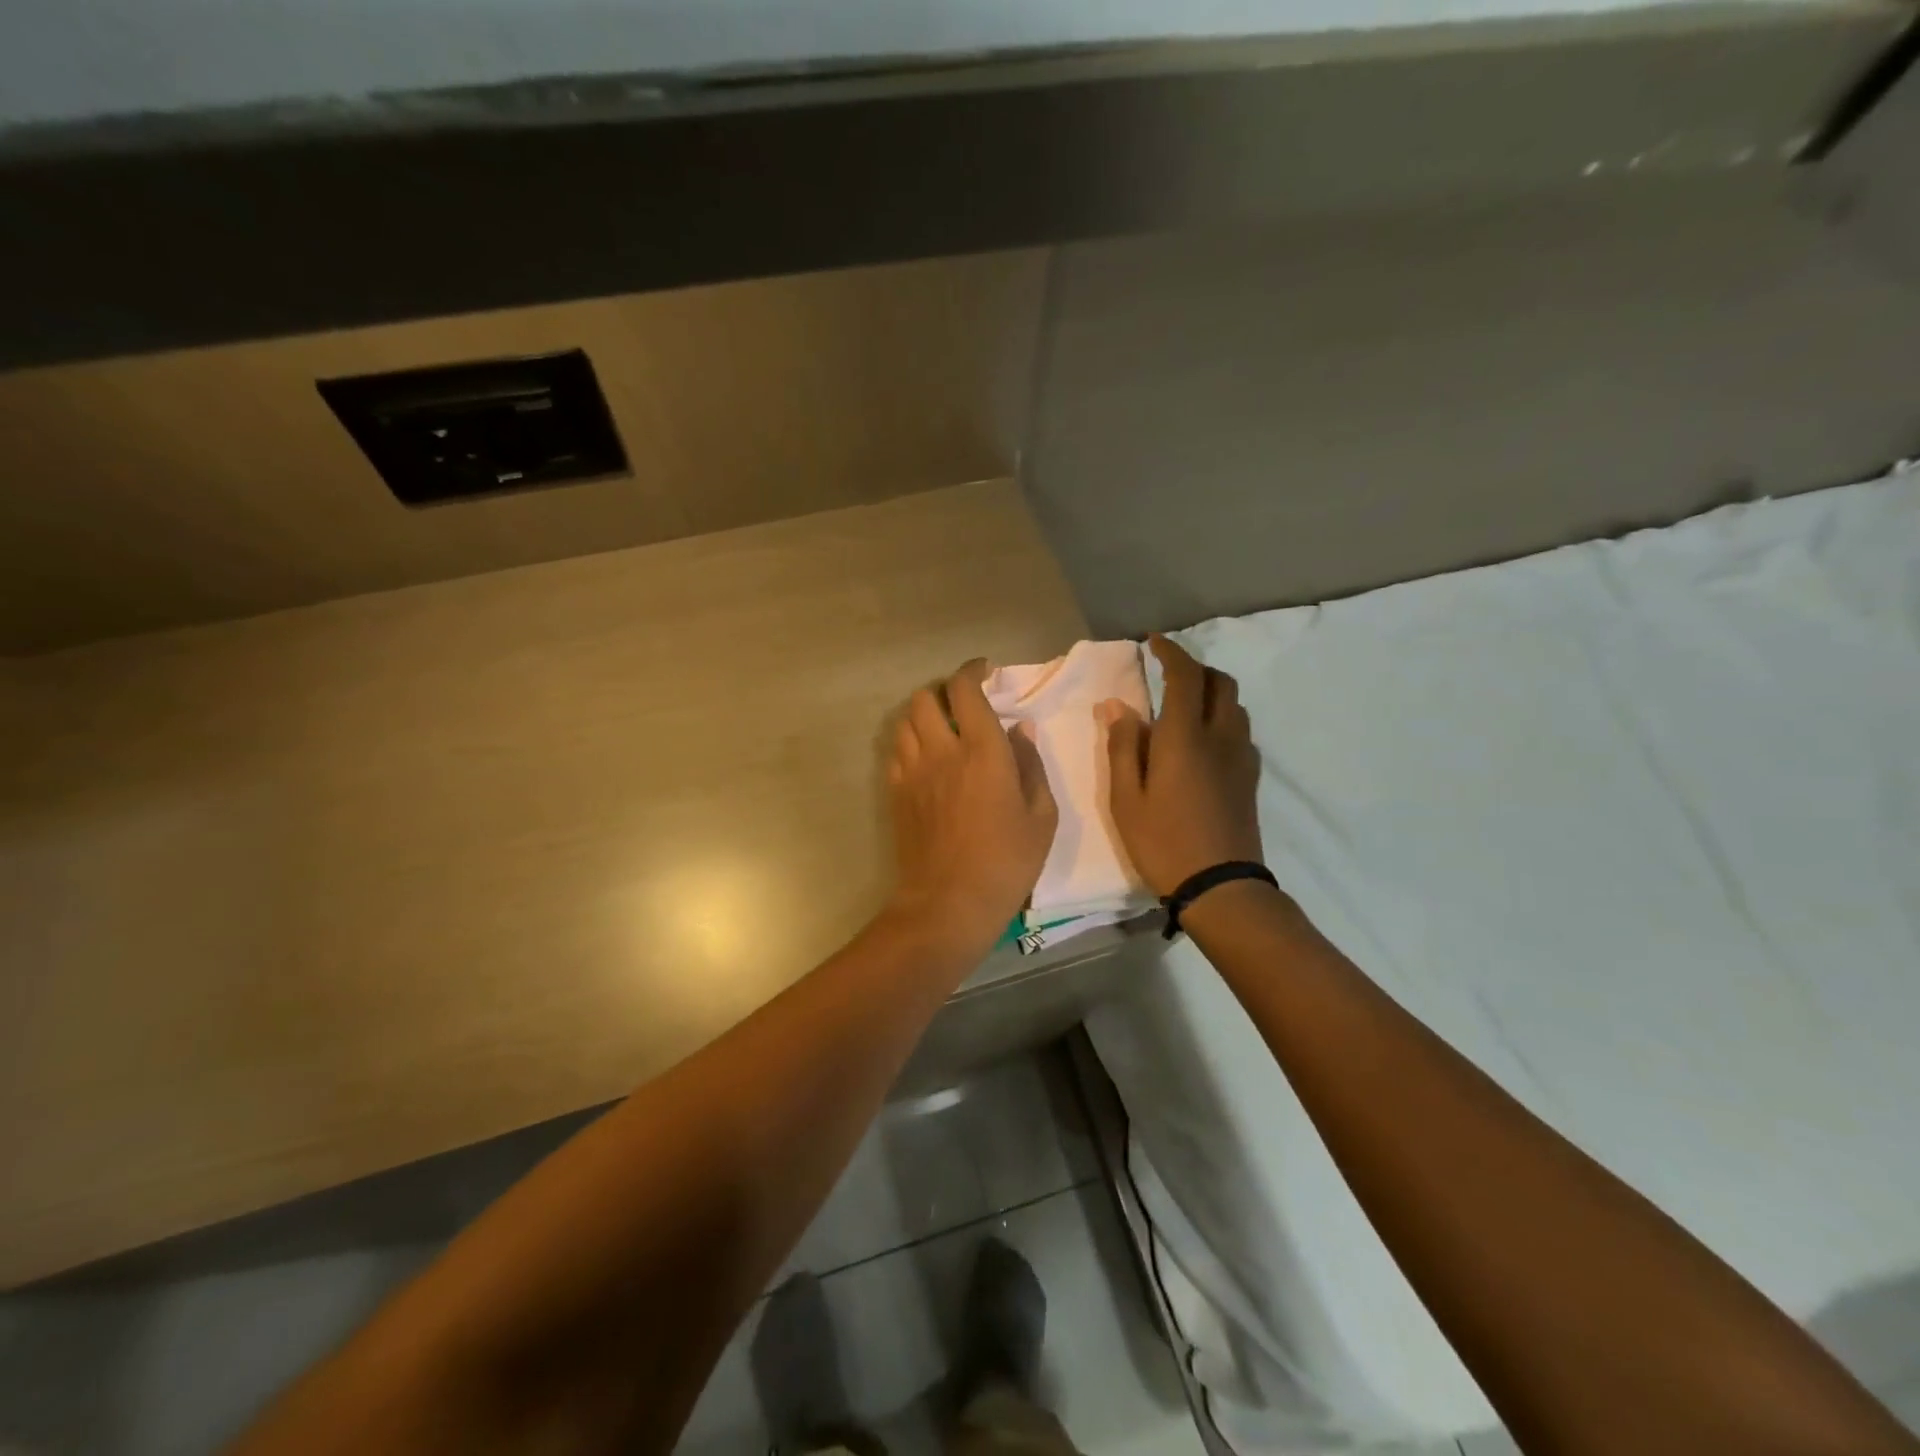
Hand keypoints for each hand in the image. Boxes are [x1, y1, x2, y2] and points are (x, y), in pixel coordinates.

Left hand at [884, 660, 1057, 951]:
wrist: (948, 903)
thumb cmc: (1006, 863)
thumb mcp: (1041, 817)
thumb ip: (1032, 766)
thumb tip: (1022, 730)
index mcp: (982, 751)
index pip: (965, 690)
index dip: (972, 671)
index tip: (985, 671)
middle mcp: (941, 751)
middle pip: (925, 698)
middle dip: (944, 691)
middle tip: (964, 703)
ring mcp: (912, 772)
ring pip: (905, 721)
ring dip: (924, 714)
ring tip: (943, 728)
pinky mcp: (896, 794)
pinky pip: (896, 751)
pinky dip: (910, 742)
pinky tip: (927, 759)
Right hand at [1100, 635, 1263, 897]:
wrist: (1221, 886)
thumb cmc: (1163, 842)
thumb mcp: (1126, 798)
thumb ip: (1122, 747)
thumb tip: (1117, 706)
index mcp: (1185, 737)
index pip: (1185, 676)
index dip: (1171, 652)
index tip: (1153, 643)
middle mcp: (1219, 737)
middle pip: (1220, 683)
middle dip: (1195, 668)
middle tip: (1168, 673)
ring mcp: (1241, 757)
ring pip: (1234, 706)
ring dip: (1211, 692)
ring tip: (1184, 705)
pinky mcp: (1250, 778)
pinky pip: (1240, 731)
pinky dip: (1222, 719)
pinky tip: (1204, 741)